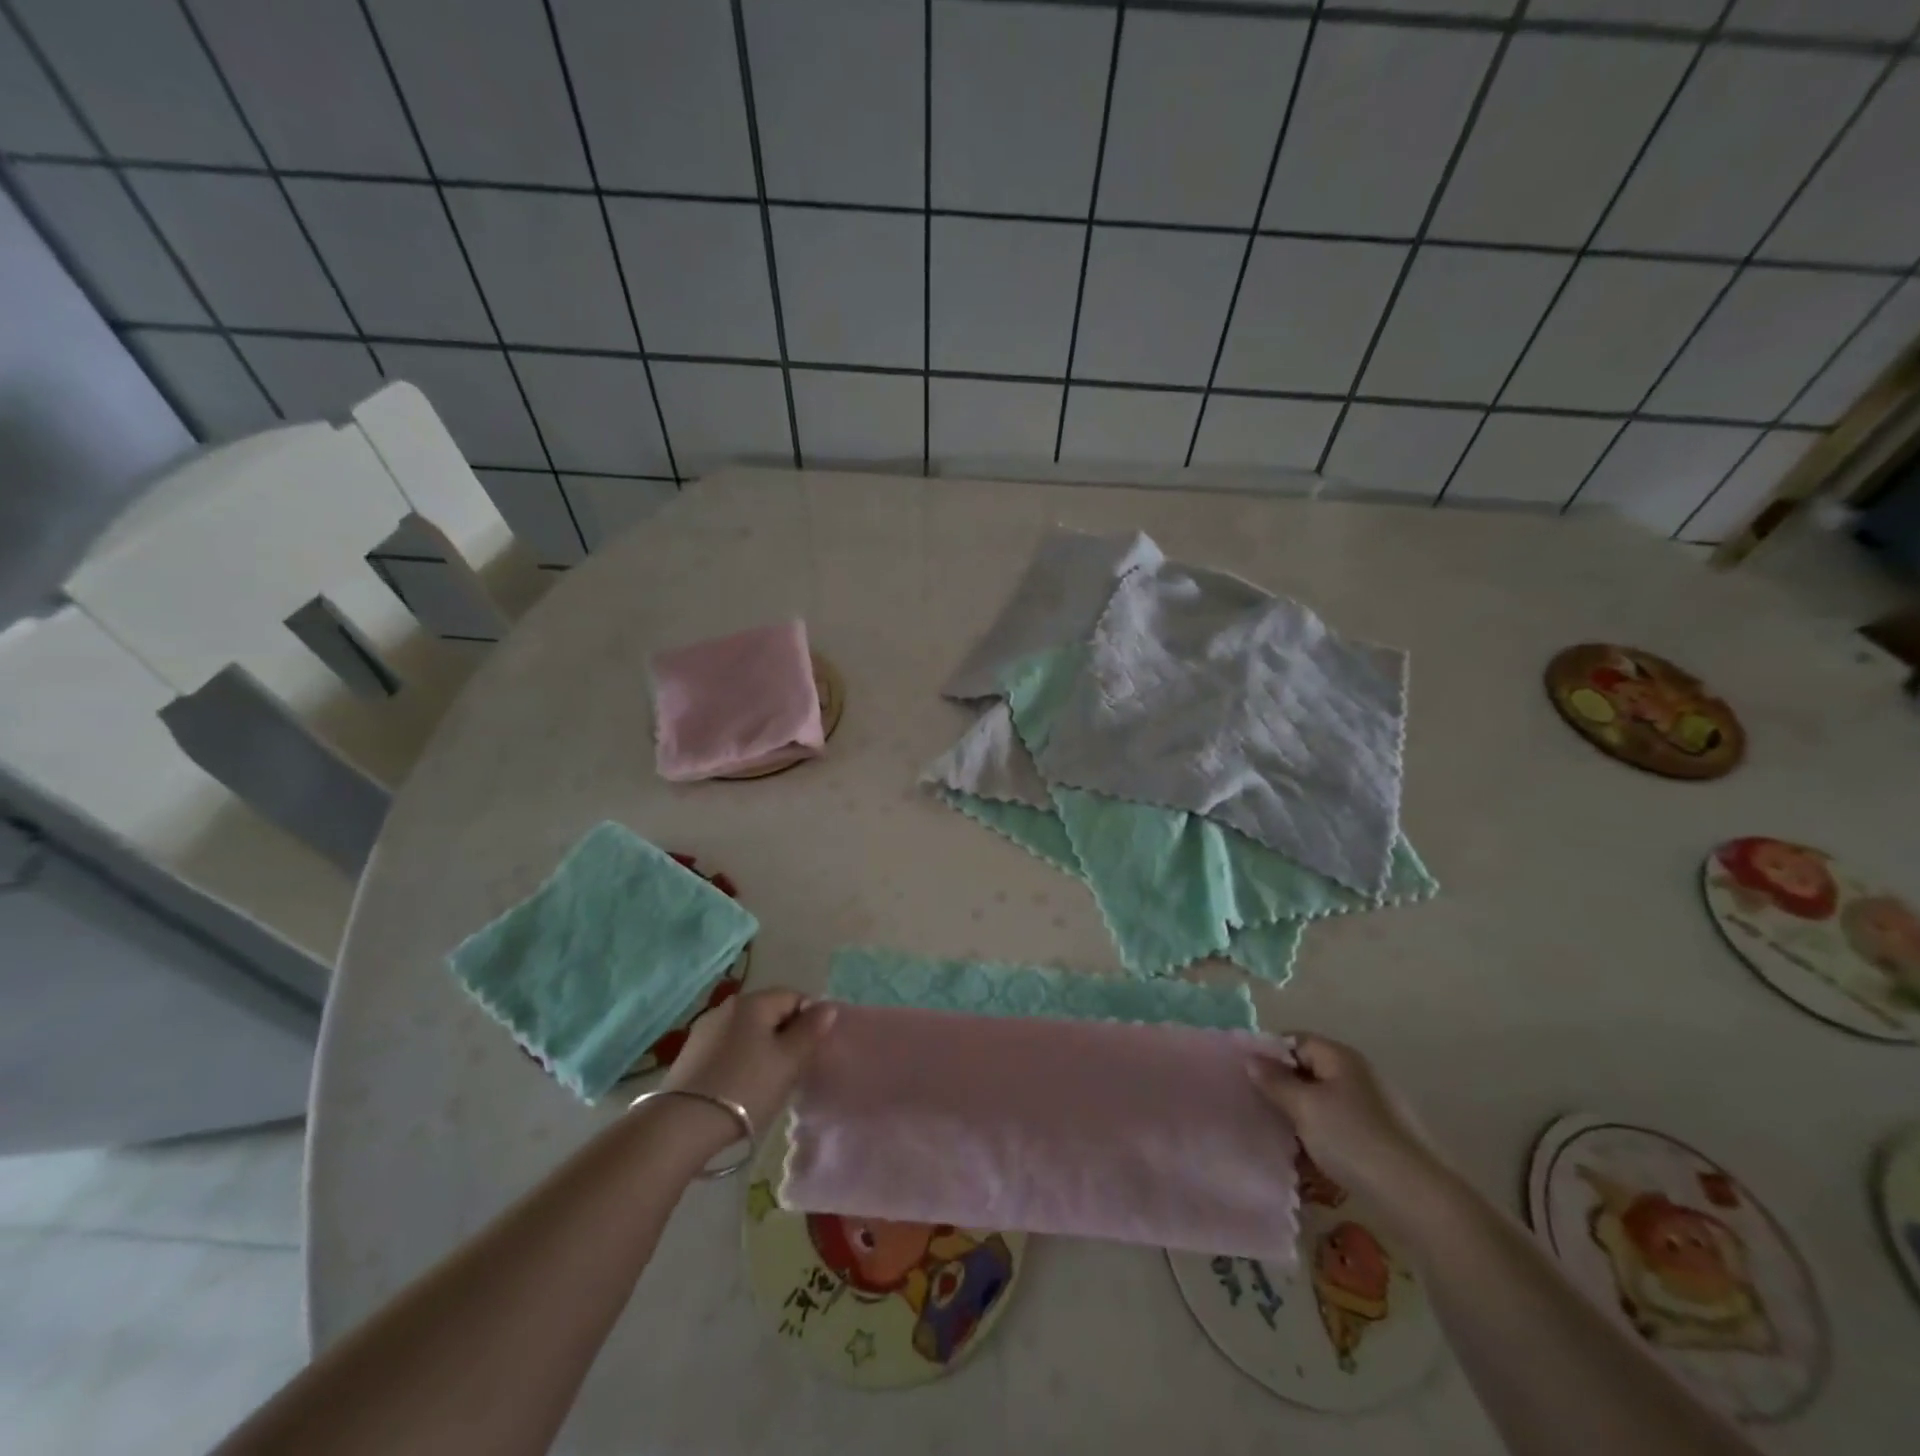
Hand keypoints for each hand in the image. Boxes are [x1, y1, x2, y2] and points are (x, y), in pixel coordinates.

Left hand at [660, 988, 836, 1135]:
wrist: (682, 1125)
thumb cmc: (746, 1087)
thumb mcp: (788, 1061)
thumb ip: (811, 1031)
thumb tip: (826, 1006)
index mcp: (754, 1002)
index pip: (793, 996)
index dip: (809, 1020)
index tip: (810, 1052)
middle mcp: (728, 1006)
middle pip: (769, 1012)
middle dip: (785, 1035)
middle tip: (792, 1069)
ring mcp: (705, 1029)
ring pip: (747, 1031)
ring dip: (761, 1048)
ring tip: (766, 1081)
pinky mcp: (690, 1053)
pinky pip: (727, 1047)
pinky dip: (740, 1059)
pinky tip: (740, 1086)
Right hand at [1248, 1035, 1447, 1215]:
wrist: (1419, 1198)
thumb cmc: (1354, 1140)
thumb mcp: (1305, 1108)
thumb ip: (1275, 1081)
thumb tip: (1252, 1059)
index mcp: (1341, 1057)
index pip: (1296, 1040)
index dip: (1269, 1054)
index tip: (1247, 1076)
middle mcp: (1359, 1075)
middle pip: (1310, 1071)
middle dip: (1283, 1088)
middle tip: (1259, 1108)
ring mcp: (1375, 1108)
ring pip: (1324, 1102)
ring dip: (1301, 1117)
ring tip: (1280, 1138)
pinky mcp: (1383, 1138)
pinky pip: (1341, 1127)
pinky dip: (1323, 1137)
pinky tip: (1311, 1160)